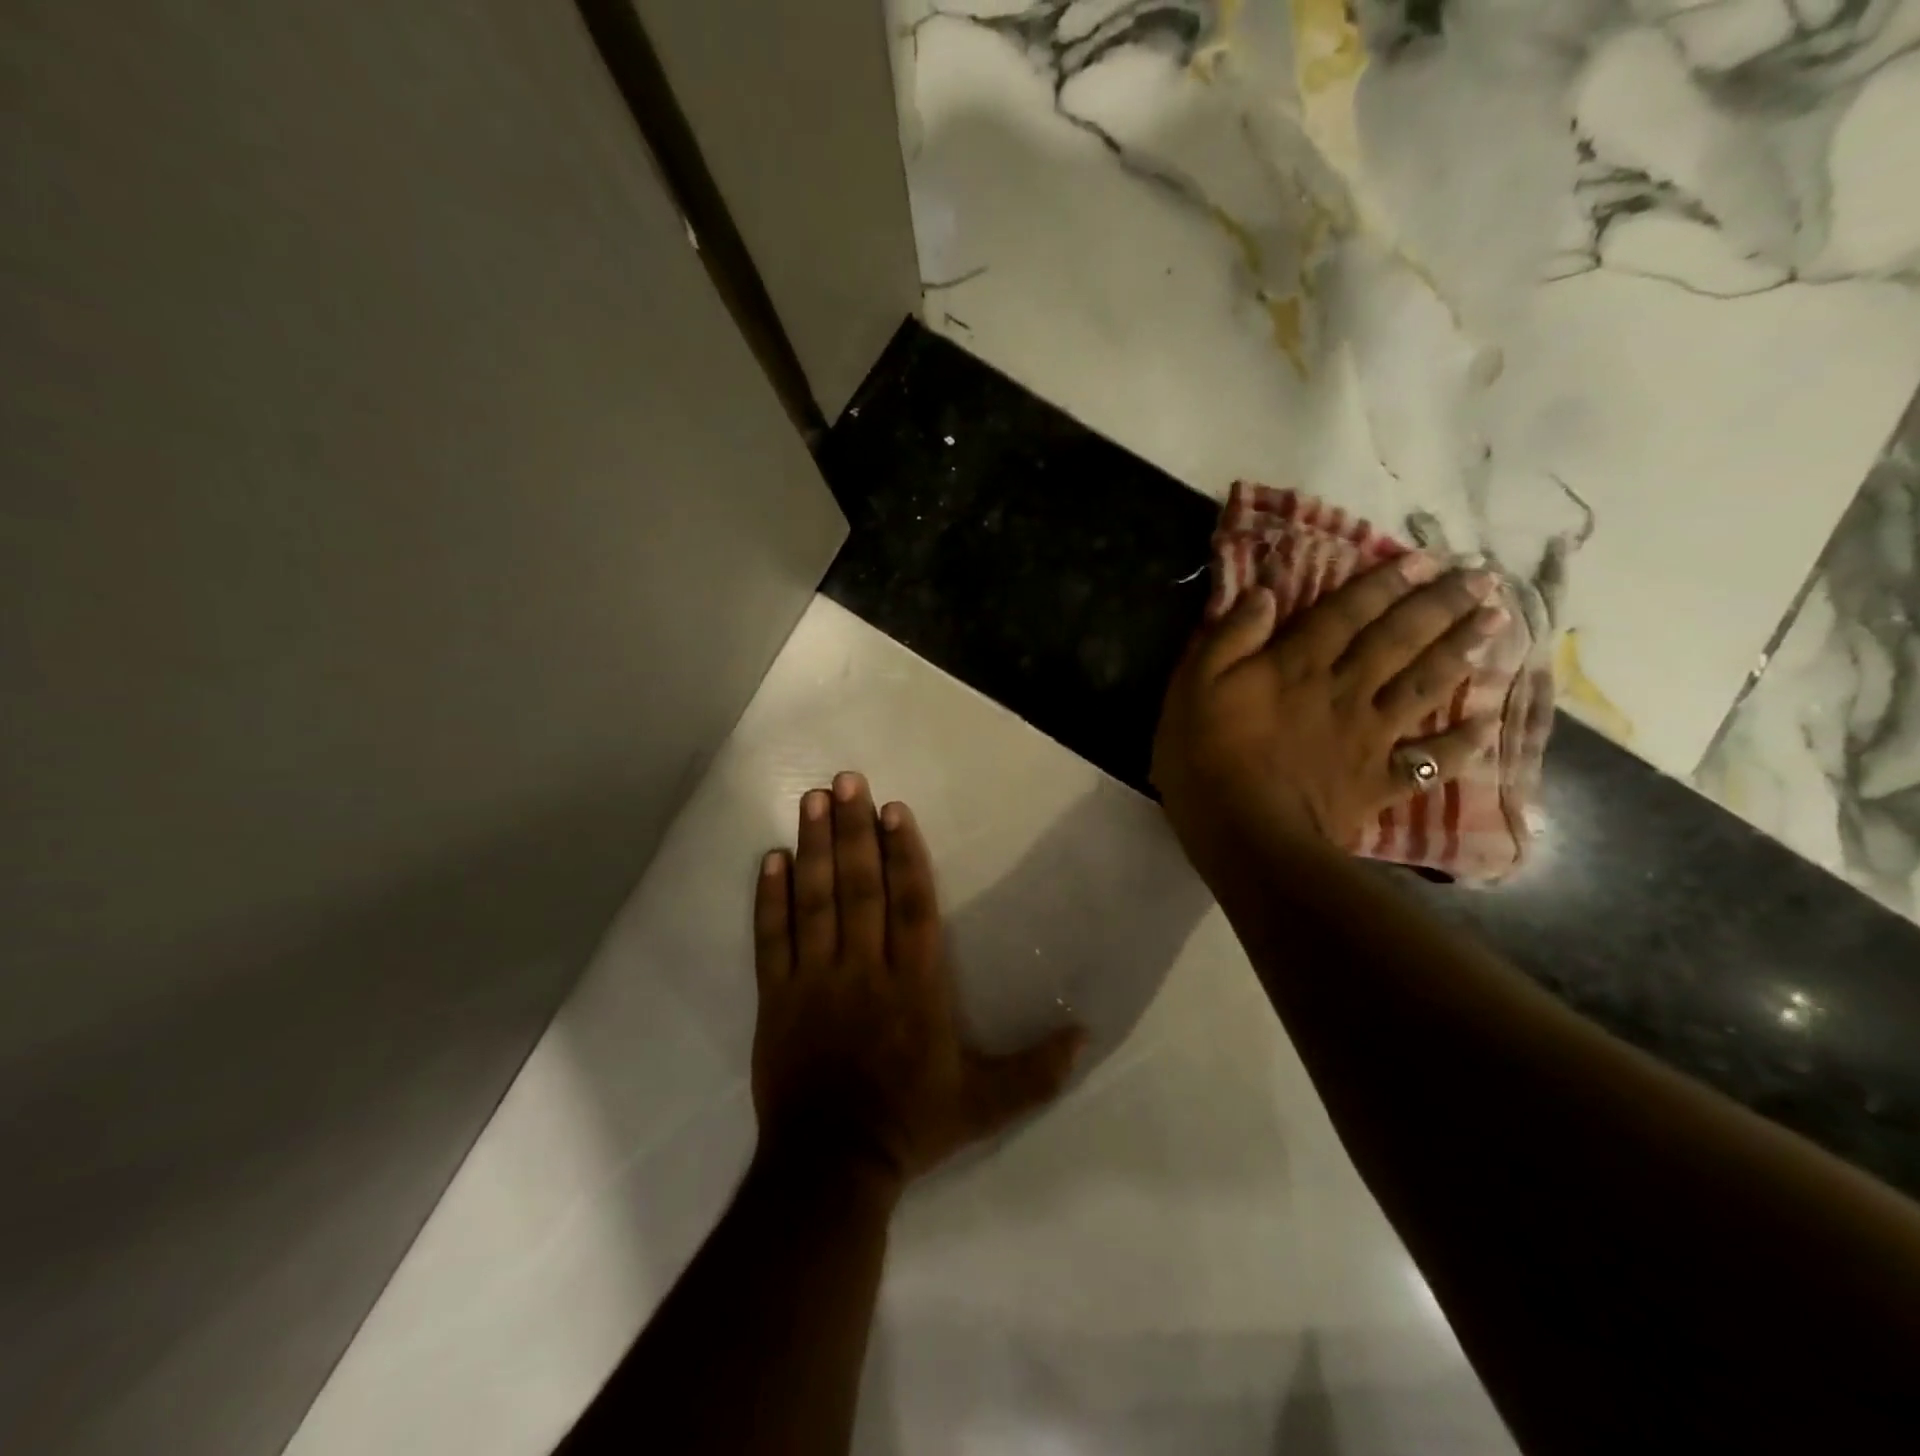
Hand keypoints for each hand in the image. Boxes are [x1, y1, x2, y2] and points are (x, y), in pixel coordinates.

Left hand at [751, 773, 1085, 1192]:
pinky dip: (770, 898)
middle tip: (846, 781)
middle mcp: (865, 970)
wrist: (831, 1167)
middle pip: (860, 888)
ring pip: (816, 902)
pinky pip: (772, 939)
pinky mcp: (777, 998)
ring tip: (811, 800)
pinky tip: (771, 859)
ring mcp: (816, 981)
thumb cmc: (911, 1124)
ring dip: (814, 848)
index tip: (894, 809)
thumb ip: (1036, 1070)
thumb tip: (1088, 1036)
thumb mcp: (985, 1104)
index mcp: (915, 986)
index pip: (912, 905)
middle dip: (854, 830)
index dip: (905, 854)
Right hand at [1152, 555, 1505, 858]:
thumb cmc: (1207, 757)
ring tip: (1496, 624)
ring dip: (1460, 653)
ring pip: (1424, 688)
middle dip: (1439, 606)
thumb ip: (1230, 638)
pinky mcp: (1378, 781)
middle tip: (1481, 578)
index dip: (1384, 583)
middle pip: (1399, 641)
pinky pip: (1430, 760)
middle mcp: (1345, 691)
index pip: (1347, 613)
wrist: (1245, 834)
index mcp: (1299, 666)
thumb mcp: (1194, 686)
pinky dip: (1462, 743)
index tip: (1422, 558)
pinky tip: (1488, 724)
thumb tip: (1265, 594)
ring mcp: (1369, 738)